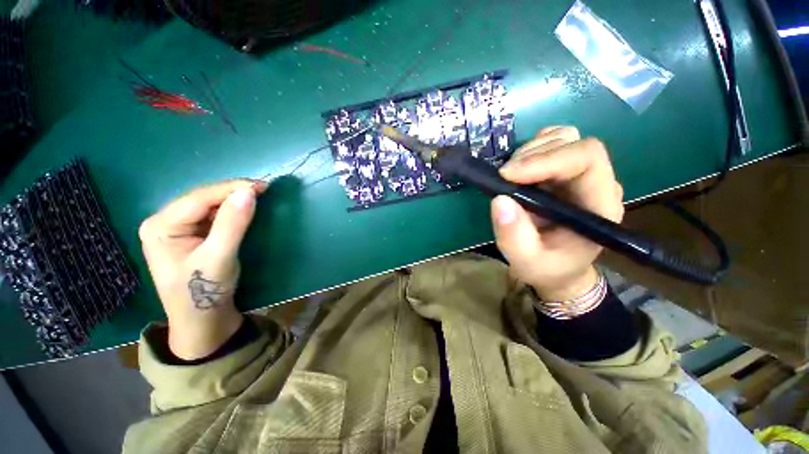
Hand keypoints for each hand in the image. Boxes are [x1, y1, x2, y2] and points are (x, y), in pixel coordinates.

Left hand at [138, 179, 266, 359]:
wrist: (203, 321)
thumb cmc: (204, 292)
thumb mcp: (219, 257)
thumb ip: (232, 223)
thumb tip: (249, 192)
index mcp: (160, 226)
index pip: (199, 198)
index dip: (231, 188)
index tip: (262, 185)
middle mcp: (165, 222)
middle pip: (203, 199)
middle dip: (233, 192)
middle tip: (264, 189)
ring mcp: (178, 229)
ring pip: (209, 206)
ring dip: (234, 200)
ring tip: (259, 195)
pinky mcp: (193, 236)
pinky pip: (214, 216)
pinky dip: (232, 210)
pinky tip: (245, 208)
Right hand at [491, 126, 623, 301]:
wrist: (558, 268)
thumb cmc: (547, 267)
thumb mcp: (526, 261)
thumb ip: (514, 236)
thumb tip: (500, 200)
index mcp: (599, 205)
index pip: (586, 160)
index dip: (546, 159)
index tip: (508, 175)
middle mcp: (597, 183)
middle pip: (573, 143)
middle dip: (533, 154)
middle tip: (504, 176)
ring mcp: (582, 175)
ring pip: (563, 138)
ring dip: (530, 150)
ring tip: (510, 174)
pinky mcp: (565, 173)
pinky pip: (554, 143)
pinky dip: (533, 148)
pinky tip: (521, 167)